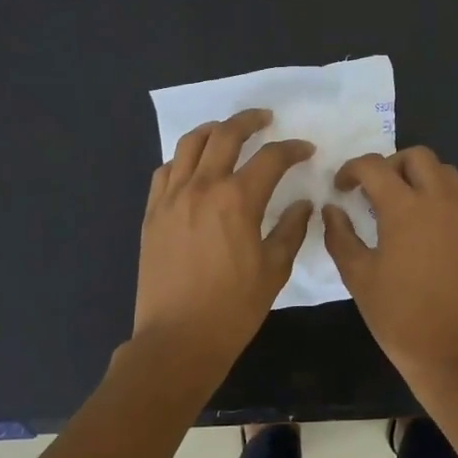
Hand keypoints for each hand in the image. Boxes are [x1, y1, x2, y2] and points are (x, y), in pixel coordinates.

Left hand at [134, 108, 313, 372]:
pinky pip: (165, 170)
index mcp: (237, 200)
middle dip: (249, 120)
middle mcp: (202, 187)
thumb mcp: (274, 270)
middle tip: (265, 118)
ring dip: (213, 130)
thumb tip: (302, 204)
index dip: (292, 148)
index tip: (305, 150)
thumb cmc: (233, 308)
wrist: (177, 339)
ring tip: (227, 131)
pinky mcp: (152, 213)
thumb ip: (290, 229)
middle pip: (225, 134)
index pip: (271, 157)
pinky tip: (194, 167)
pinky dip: (183, 159)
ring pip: (189, 144)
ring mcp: (171, 197)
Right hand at [322, 147, 457, 388]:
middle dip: (391, 165)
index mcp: (406, 207)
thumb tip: (332, 209)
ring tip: (403, 207)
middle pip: (418, 156)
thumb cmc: (399, 316)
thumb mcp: (358, 277)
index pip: (374, 166)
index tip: (341, 188)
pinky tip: (428, 234)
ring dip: (420, 178)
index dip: (351, 170)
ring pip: (446, 174)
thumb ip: (340, 235)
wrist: (456, 353)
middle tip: (374, 192)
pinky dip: (441, 202)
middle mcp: (441, 201)